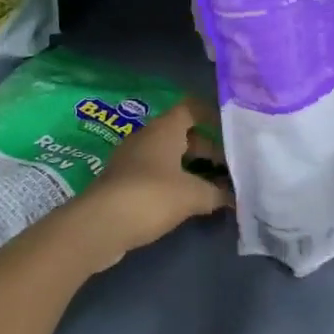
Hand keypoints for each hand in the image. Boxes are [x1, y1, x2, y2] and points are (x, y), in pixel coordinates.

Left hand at [75, 99, 231, 268]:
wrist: (98, 225)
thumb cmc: (151, 196)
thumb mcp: (192, 195)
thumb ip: (216, 193)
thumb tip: (235, 197)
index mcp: (165, 128)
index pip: (192, 108)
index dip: (212, 116)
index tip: (231, 131)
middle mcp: (147, 136)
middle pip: (182, 134)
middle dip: (207, 148)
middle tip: (229, 167)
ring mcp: (132, 159)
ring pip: (168, 155)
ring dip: (191, 167)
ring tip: (213, 186)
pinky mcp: (123, 182)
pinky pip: (155, 173)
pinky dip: (173, 181)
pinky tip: (187, 201)